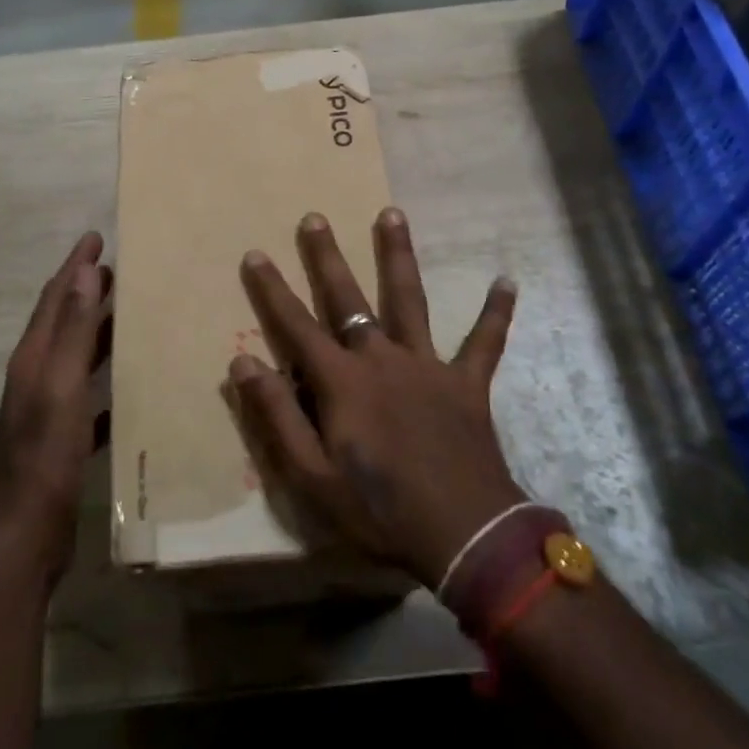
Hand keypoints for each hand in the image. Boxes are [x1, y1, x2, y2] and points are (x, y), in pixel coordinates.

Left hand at [0, 233, 111, 582]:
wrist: (20, 537)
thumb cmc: (42, 456)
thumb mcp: (61, 387)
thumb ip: (74, 331)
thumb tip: (85, 271)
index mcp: (34, 359)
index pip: (55, 298)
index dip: (74, 266)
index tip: (96, 236)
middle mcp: (37, 378)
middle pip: (64, 323)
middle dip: (87, 292)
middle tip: (119, 269)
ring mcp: (49, 412)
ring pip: (77, 358)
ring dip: (98, 332)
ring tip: (130, 315)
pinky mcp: (63, 442)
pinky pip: (90, 399)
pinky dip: (107, 384)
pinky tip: (131, 388)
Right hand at [227, 208, 525, 586]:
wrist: (464, 534)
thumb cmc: (380, 509)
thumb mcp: (311, 475)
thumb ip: (276, 415)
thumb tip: (242, 361)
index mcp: (341, 381)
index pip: (296, 325)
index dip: (272, 289)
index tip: (255, 253)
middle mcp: (381, 358)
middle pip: (348, 298)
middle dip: (327, 257)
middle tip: (315, 217)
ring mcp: (427, 365)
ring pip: (409, 299)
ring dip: (399, 255)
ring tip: (393, 213)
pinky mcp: (467, 382)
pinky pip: (484, 342)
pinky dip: (495, 313)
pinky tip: (507, 281)